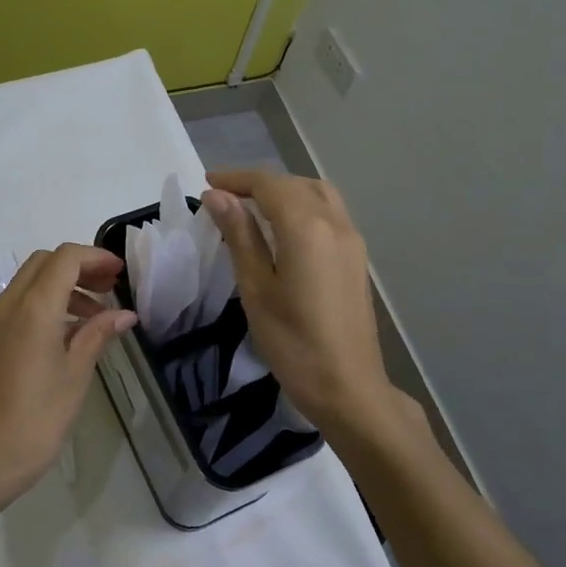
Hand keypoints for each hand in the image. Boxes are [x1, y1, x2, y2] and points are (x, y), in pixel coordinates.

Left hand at [0, 243, 135, 505]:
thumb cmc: (37, 418)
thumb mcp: (75, 374)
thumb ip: (98, 334)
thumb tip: (124, 314)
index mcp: (33, 308)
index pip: (65, 258)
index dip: (95, 258)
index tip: (119, 273)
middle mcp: (8, 304)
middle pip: (45, 262)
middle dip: (79, 267)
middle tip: (109, 288)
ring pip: (31, 281)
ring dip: (64, 285)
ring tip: (97, 315)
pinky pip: (21, 303)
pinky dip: (47, 302)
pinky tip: (71, 332)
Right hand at [202, 171, 417, 448]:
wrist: (348, 387)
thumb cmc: (293, 343)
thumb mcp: (256, 288)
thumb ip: (240, 235)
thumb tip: (218, 197)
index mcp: (307, 228)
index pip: (269, 185)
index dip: (236, 179)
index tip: (208, 184)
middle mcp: (335, 223)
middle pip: (294, 184)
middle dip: (259, 183)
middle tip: (225, 196)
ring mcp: (352, 240)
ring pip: (317, 193)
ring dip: (284, 190)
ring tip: (252, 207)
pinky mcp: (357, 257)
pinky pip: (329, 213)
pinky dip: (303, 206)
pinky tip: (283, 229)